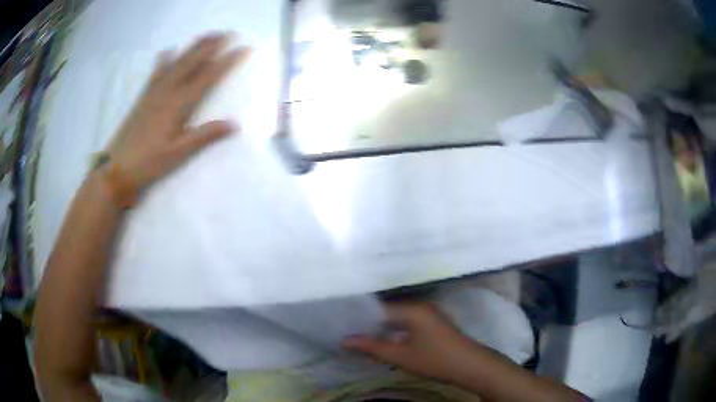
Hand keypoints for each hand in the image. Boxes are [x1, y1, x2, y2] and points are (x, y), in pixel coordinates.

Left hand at [106, 33, 249, 188]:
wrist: (116, 168)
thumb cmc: (149, 163)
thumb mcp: (179, 153)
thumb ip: (205, 136)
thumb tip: (234, 124)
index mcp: (178, 105)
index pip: (207, 78)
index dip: (226, 62)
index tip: (242, 48)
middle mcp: (167, 92)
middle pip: (192, 63)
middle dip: (211, 46)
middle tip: (227, 32)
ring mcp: (154, 92)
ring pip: (176, 63)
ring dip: (192, 47)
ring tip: (206, 35)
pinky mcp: (144, 98)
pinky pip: (156, 73)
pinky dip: (164, 60)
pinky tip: (168, 51)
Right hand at [342, 302, 485, 383]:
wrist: (470, 366)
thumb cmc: (435, 360)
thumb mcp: (400, 356)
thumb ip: (371, 347)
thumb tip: (344, 341)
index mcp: (412, 309)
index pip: (378, 309)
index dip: (359, 319)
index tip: (342, 328)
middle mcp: (420, 306)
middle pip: (387, 312)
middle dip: (369, 325)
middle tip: (349, 335)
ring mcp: (429, 313)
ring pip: (397, 318)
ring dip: (382, 329)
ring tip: (362, 340)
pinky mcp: (433, 322)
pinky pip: (407, 323)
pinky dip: (395, 331)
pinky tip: (385, 342)